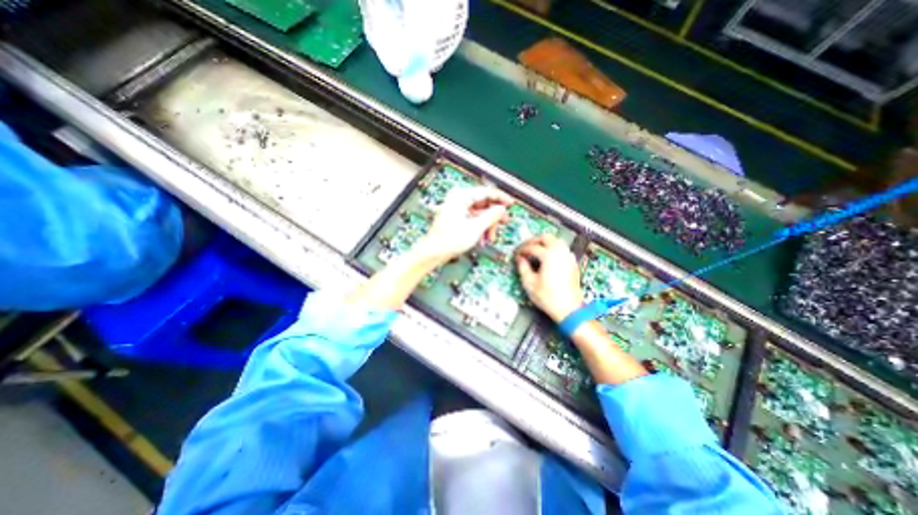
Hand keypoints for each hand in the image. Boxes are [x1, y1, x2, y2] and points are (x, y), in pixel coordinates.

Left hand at [420, 186, 514, 264]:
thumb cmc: (450, 240)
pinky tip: (483, 238)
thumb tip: (501, 209)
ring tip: (491, 237)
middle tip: (504, 222)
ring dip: (487, 224)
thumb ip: (491, 216)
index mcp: (461, 197)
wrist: (433, 252)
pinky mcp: (456, 218)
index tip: (511, 203)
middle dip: (493, 216)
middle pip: (483, 203)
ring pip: (479, 213)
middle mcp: (458, 199)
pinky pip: (472, 219)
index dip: (500, 198)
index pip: (486, 192)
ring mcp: (457, 209)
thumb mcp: (475, 228)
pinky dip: (479, 227)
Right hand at [516, 234, 578, 321]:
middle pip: (546, 237)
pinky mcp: (572, 263)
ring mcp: (568, 257)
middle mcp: (560, 253)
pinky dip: (553, 248)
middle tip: (526, 248)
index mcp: (549, 256)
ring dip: (544, 243)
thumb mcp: (529, 283)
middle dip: (534, 241)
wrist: (568, 309)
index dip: (522, 250)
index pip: (532, 247)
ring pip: (556, 240)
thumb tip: (520, 260)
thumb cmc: (549, 298)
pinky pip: (562, 249)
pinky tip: (547, 257)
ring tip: (535, 251)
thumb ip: (523, 268)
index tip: (517, 255)